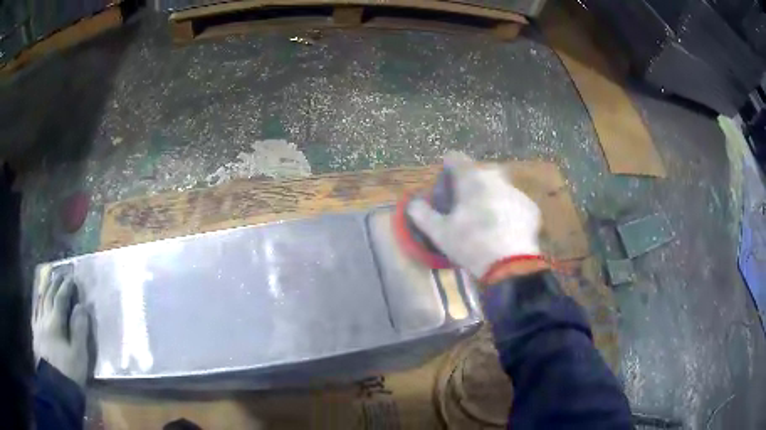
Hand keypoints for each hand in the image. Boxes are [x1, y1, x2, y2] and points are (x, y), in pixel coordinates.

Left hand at [33, 269, 89, 386]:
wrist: (55, 388)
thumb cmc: (69, 371)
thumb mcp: (79, 355)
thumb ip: (79, 330)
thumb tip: (81, 307)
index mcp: (56, 323)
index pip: (60, 299)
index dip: (66, 287)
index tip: (72, 277)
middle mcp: (45, 318)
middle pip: (49, 296)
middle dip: (55, 283)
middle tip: (60, 272)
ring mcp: (38, 325)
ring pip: (40, 301)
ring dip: (45, 288)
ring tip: (48, 279)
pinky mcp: (35, 333)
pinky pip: (35, 311)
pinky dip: (38, 301)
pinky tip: (39, 299)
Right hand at [407, 152, 542, 280]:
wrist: (510, 263)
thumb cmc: (470, 243)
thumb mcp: (439, 232)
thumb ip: (422, 214)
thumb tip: (413, 203)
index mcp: (471, 179)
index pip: (455, 158)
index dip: (447, 167)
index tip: (445, 184)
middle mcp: (495, 178)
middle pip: (480, 171)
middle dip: (471, 182)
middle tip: (465, 203)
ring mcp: (516, 191)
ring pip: (499, 186)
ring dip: (491, 196)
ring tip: (486, 220)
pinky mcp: (530, 207)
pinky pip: (514, 203)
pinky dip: (507, 210)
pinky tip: (504, 229)